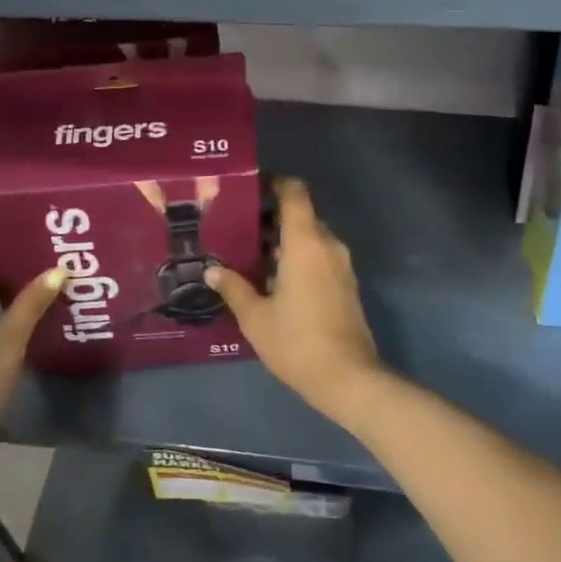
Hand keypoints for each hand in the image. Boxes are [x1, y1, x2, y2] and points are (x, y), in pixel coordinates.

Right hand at [205, 178, 385, 426]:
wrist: (349, 379)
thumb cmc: (297, 342)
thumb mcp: (255, 316)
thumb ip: (233, 287)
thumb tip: (212, 271)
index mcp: (305, 242)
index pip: (294, 192)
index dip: (274, 182)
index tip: (249, 188)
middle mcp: (328, 244)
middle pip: (300, 215)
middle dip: (270, 217)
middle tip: (237, 227)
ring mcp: (341, 265)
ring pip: (310, 237)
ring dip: (282, 240)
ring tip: (249, 255)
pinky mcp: (346, 284)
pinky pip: (319, 256)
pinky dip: (297, 257)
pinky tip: (272, 280)